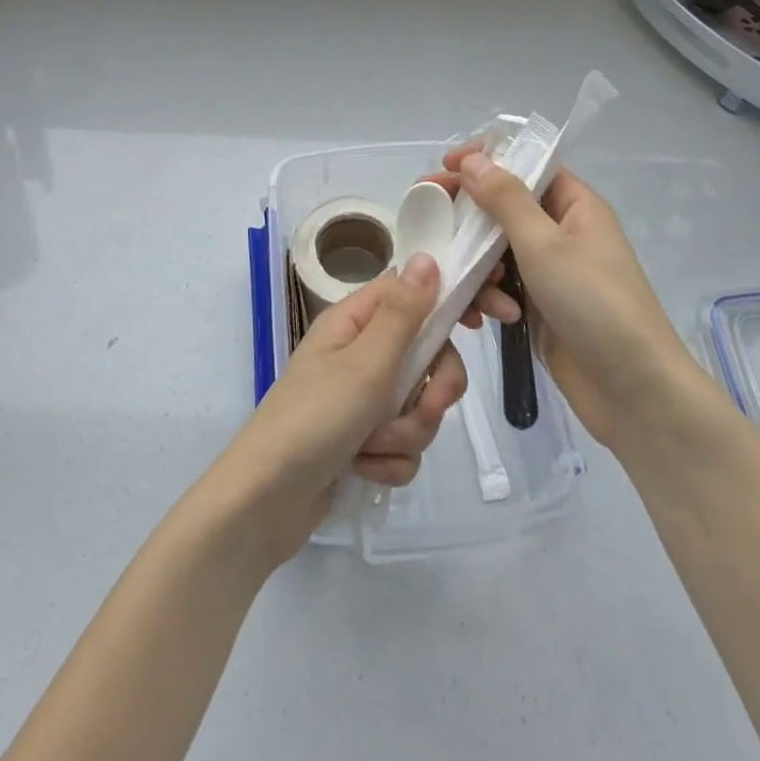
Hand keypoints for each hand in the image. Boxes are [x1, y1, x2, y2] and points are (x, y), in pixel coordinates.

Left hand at [215, 255, 468, 566]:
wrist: (265, 503)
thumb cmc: (315, 419)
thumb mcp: (366, 363)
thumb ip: (403, 313)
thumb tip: (427, 257)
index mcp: (356, 321)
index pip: (417, 291)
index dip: (454, 300)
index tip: (494, 315)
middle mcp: (361, 353)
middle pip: (429, 355)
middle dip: (432, 390)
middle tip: (425, 406)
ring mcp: (362, 399)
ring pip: (419, 406)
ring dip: (405, 432)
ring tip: (371, 447)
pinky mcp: (363, 441)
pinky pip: (403, 445)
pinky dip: (389, 461)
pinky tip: (362, 469)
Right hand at [446, 148, 700, 453]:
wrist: (633, 391)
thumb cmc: (594, 303)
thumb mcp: (545, 244)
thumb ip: (505, 198)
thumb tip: (473, 158)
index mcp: (574, 205)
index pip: (526, 165)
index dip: (486, 160)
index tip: (445, 164)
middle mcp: (561, 231)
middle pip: (503, 208)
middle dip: (467, 216)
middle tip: (427, 217)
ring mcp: (548, 271)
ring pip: (495, 251)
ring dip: (478, 267)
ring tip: (482, 291)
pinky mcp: (537, 306)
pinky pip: (500, 287)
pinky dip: (490, 298)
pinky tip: (489, 320)